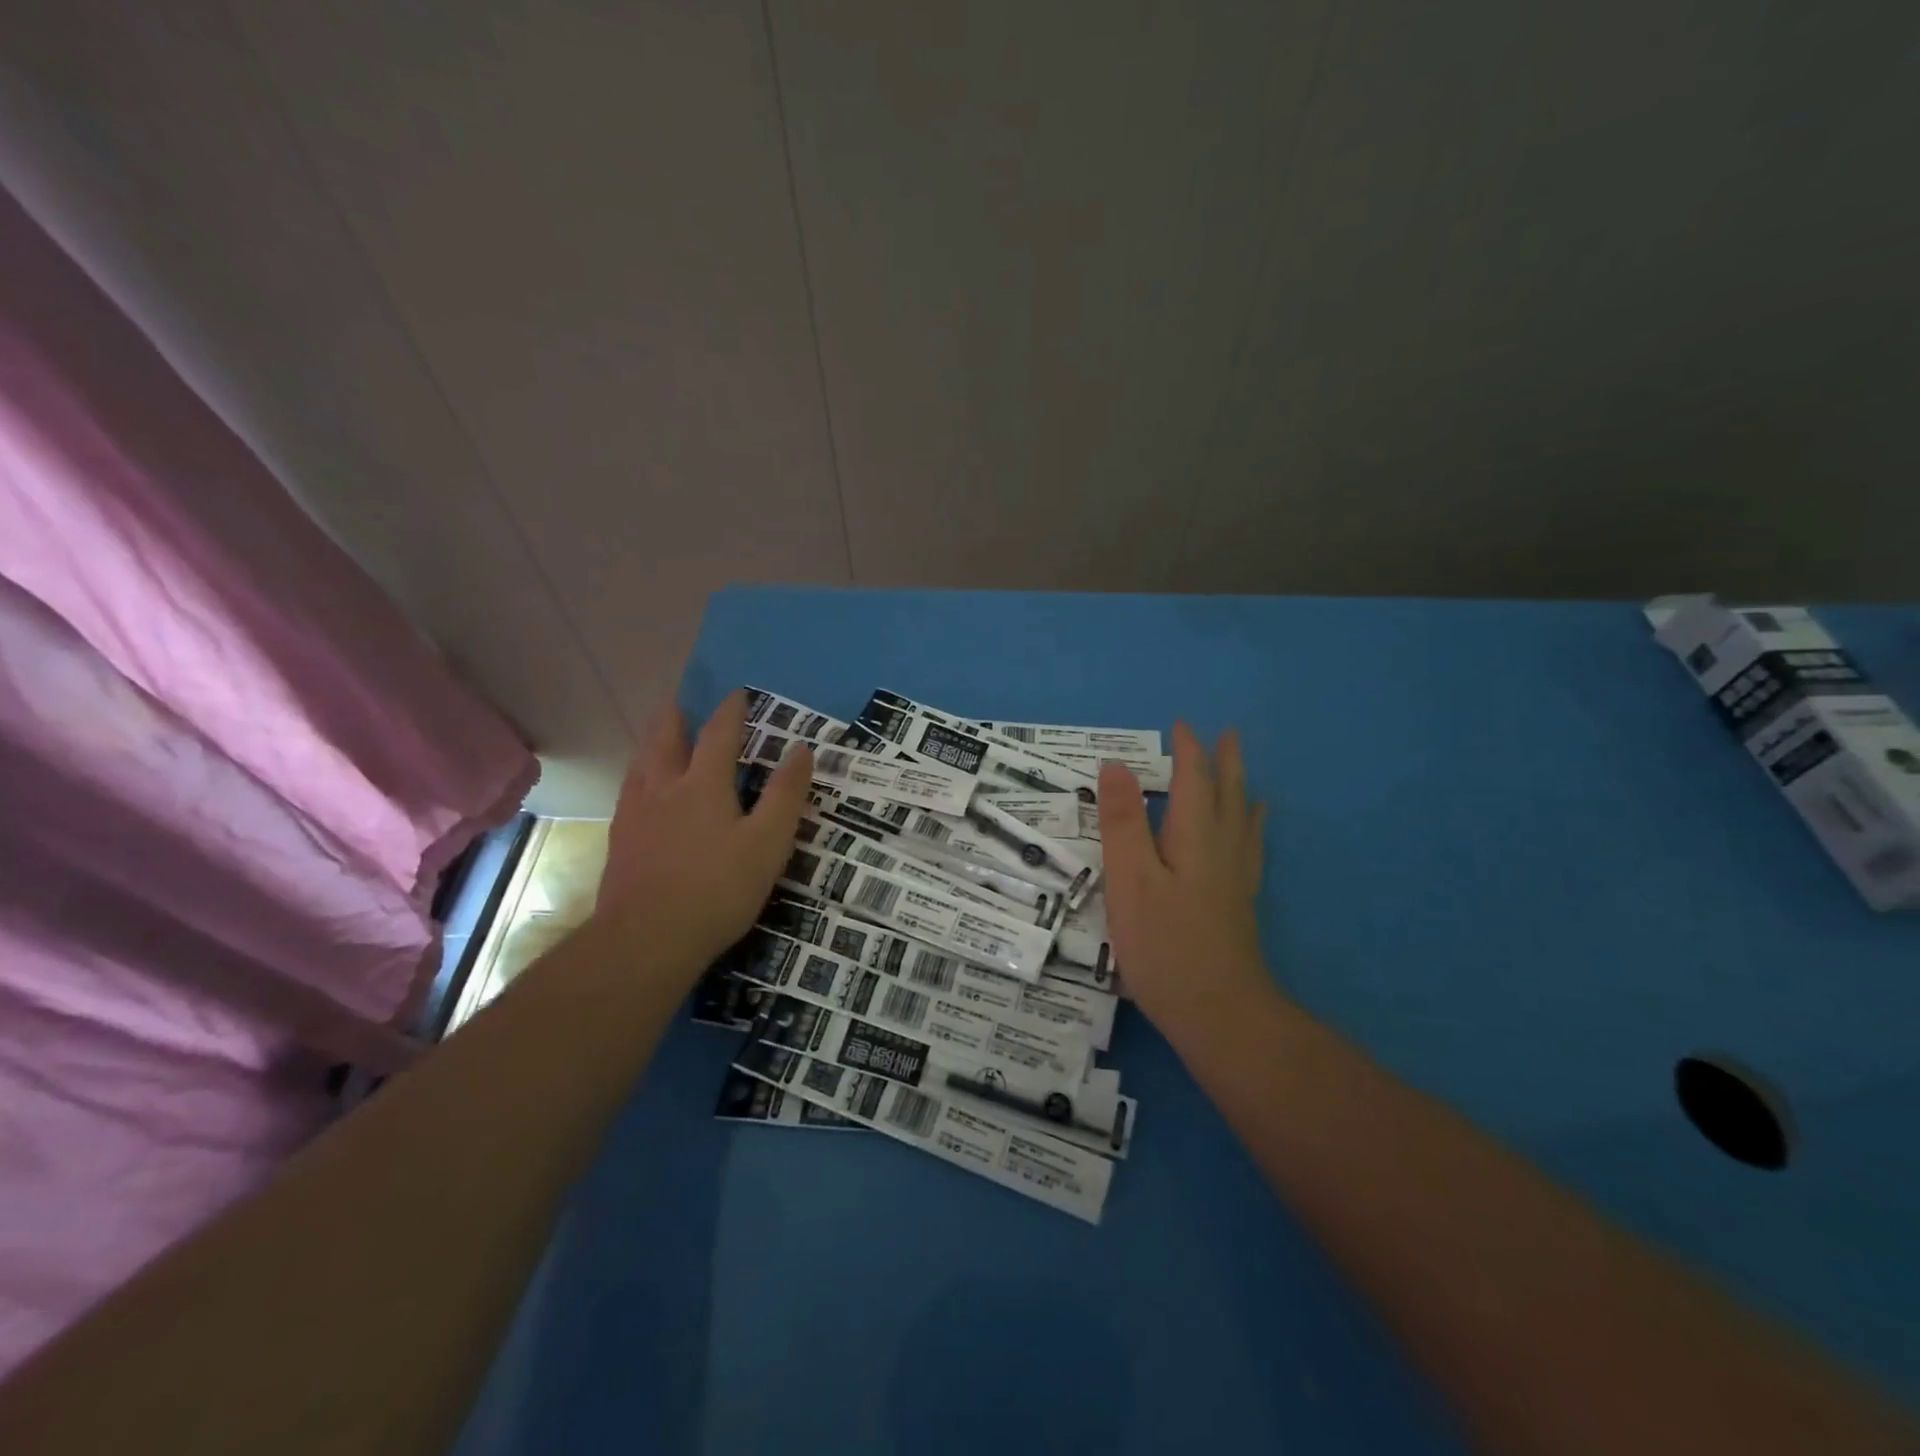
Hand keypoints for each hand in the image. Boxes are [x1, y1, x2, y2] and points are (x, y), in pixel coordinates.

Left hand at [597, 689, 811, 972]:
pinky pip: (628, 791)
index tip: (736, 693)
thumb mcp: (768, 844)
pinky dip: (638, 775)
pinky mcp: (619, 840)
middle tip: (680, 702)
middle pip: (665, 739)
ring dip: (652, 742)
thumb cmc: (717, 889)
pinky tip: (638, 790)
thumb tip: (801, 750)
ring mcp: (635, 814)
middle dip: (675, 717)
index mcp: (703, 785)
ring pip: (641, 763)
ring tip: (657, 736)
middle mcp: (663, 788)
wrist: (646, 939)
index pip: (718, 735)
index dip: (730, 712)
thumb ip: (785, 795)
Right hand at [1097, 722, 1276, 1046]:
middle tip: (1227, 734)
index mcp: (1195, 836)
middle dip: (1224, 762)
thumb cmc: (1164, 943)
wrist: (1219, 1013)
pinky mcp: (1238, 904)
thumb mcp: (1130, 879)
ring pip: (1242, 820)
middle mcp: (1222, 849)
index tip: (1181, 725)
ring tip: (1244, 772)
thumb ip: (1123, 822)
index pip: (1194, 780)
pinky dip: (1250, 828)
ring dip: (1240, 789)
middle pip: (1227, 794)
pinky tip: (1251, 835)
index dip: (1188, 751)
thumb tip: (1116, 765)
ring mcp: (1235, 878)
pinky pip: (1249, 849)